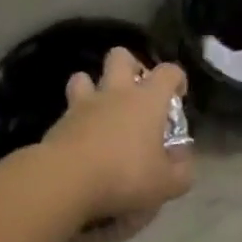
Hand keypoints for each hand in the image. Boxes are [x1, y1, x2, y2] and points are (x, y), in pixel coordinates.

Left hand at [42, 47, 193, 229]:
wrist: (66, 181)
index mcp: (148, 99)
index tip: (177, 96)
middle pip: (120, 56)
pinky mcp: (59, 122)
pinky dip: (75, 119)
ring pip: (83, 76)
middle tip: (136, 92)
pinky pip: (68, 110)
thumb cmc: (124, 175)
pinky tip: (81, 139)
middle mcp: (116, 92)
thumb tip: (182, 159)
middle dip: (129, 66)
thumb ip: (181, 171)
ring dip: (92, 87)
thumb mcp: (166, 184)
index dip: (176, 79)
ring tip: (101, 109)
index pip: (168, 71)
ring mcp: (84, 104)